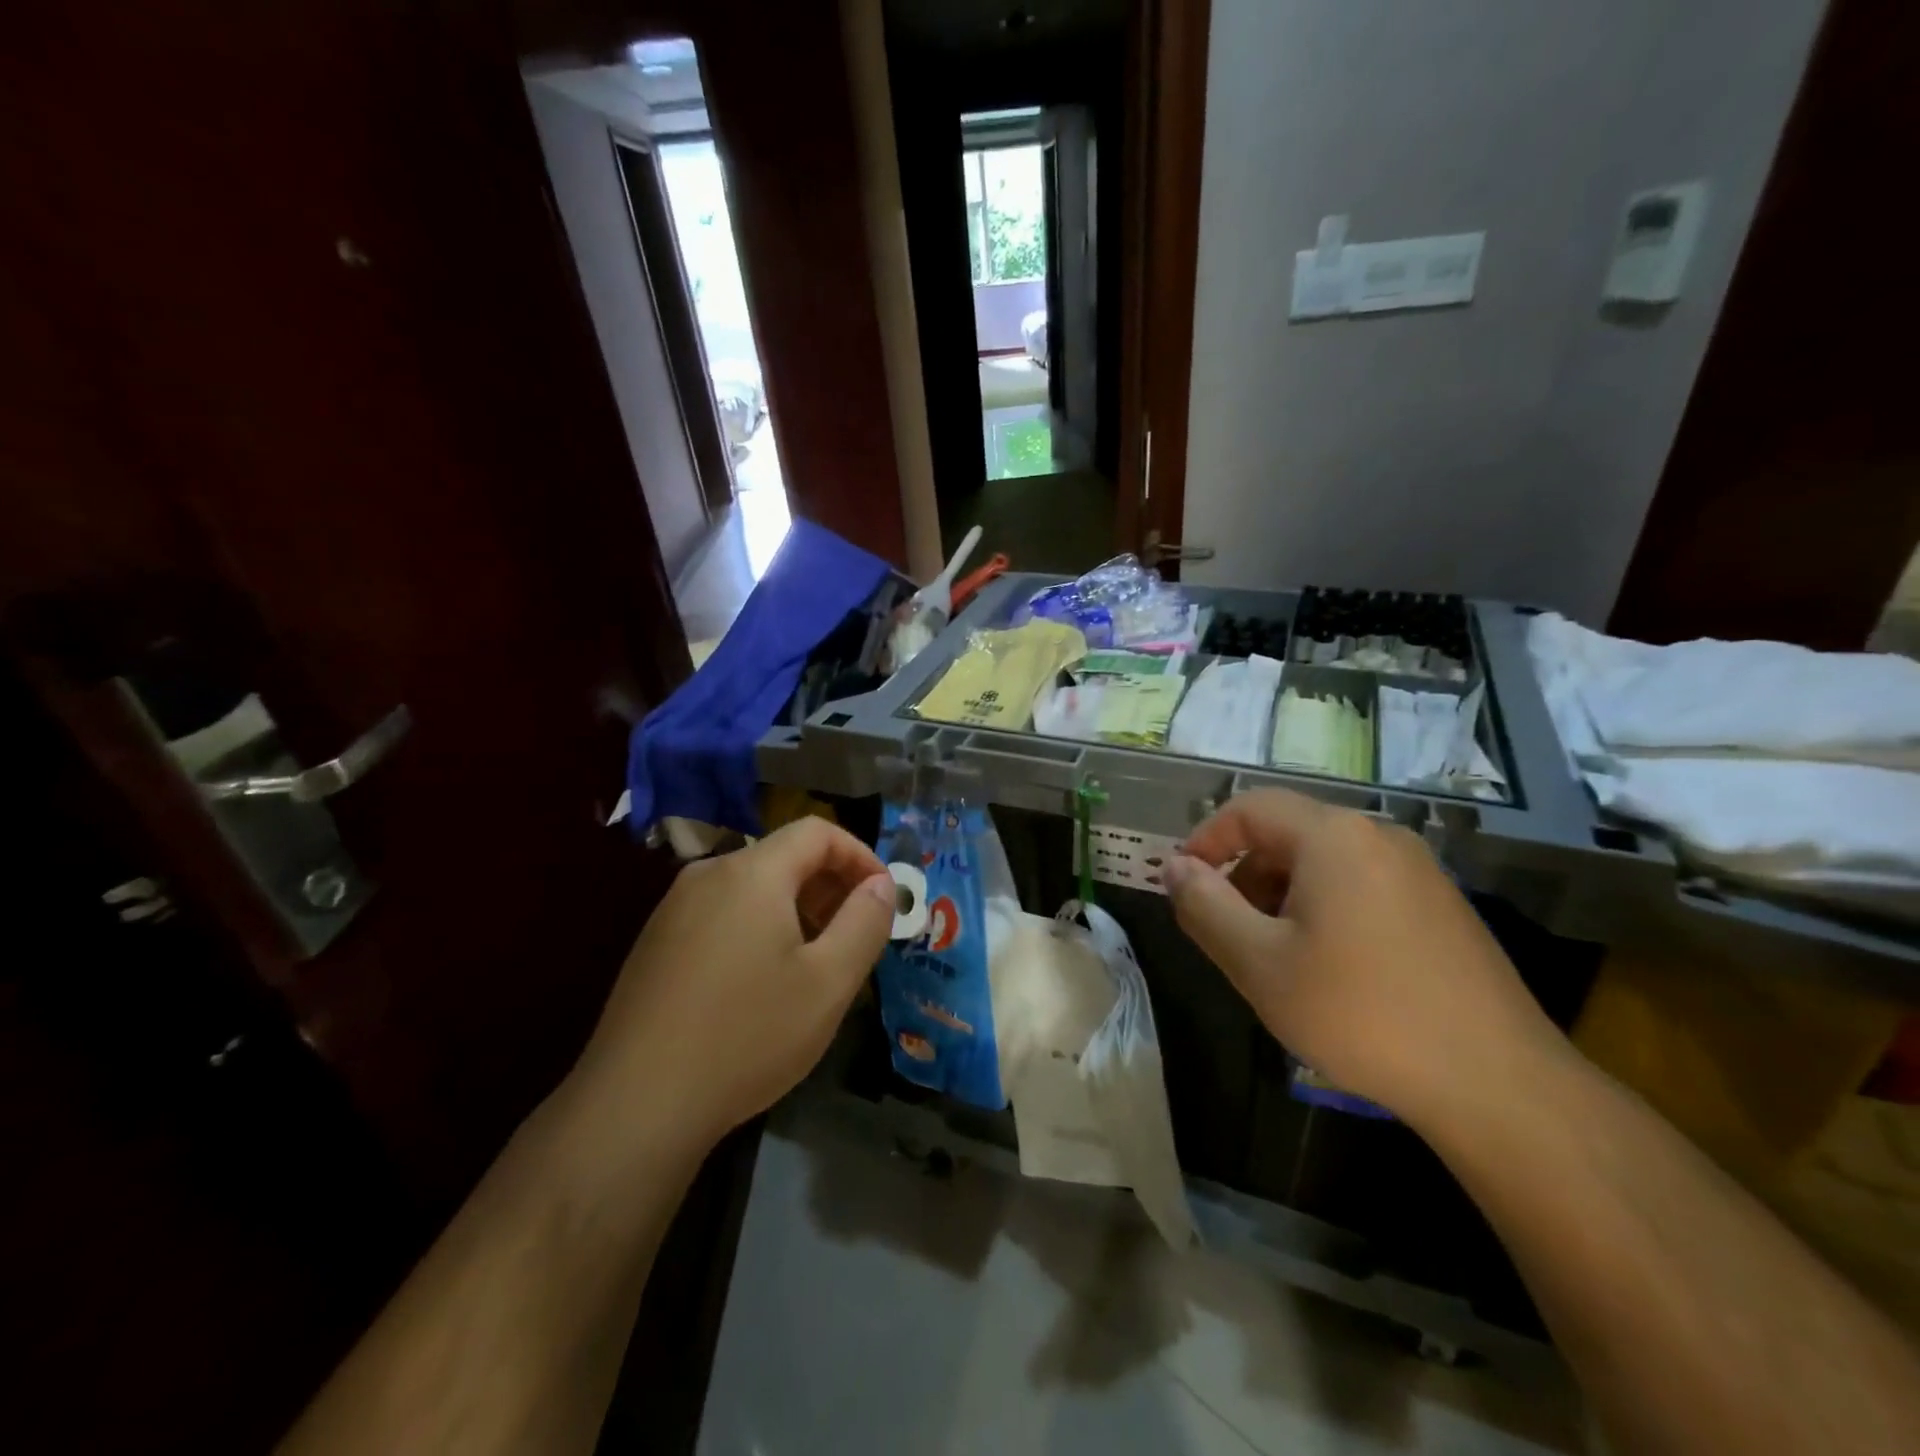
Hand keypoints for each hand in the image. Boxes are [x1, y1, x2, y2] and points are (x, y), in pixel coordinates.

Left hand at [572, 818, 895, 1153]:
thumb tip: (881, 884)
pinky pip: (722, 913)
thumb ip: (865, 922)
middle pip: (783, 856)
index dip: (860, 855)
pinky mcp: (655, 943)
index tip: (884, 897)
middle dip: (830, 886)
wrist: (635, 1105)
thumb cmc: (747, 1036)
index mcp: (751, 872)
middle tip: (856, 935)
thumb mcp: (829, 982)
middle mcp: (708, 875)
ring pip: (752, 887)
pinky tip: (762, 982)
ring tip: (815, 962)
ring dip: (796, 909)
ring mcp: (673, 909)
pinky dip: (758, 927)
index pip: (818, 832)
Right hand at [1162, 790, 1562, 1127]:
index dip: (1206, 839)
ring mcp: (1418, 871)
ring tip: (1272, 956)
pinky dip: (1323, 909)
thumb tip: (1174, 867)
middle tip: (1226, 930)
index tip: (1182, 884)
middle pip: (1288, 833)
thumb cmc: (1360, 1013)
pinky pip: (1361, 886)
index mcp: (1334, 836)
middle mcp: (1379, 837)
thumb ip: (1205, 905)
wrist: (1497, 1083)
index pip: (1249, 807)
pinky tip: (1328, 969)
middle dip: (1244, 874)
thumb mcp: (1259, 962)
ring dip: (1281, 895)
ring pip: (1324, 863)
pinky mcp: (1441, 907)